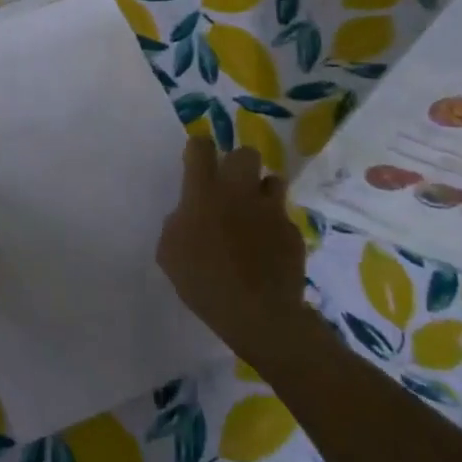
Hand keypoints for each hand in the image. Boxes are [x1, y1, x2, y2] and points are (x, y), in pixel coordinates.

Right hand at [158, 138, 309, 362]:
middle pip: (245, 153)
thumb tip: (188, 215)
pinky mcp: (293, 231)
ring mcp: (271, 210)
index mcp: (203, 192)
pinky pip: (283, 217)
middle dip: (237, 164)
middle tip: (229, 187)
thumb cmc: (203, 281)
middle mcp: (239, 191)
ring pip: (272, 180)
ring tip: (254, 213)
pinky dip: (275, 226)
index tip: (196, 161)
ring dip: (262, 191)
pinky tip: (268, 248)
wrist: (257, 314)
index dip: (198, 149)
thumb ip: (177, 223)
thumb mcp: (169, 252)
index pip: (201, 147)